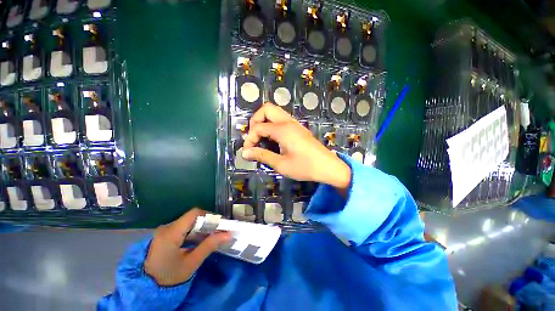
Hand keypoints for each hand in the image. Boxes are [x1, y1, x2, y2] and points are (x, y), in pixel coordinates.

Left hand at [144, 208, 230, 285]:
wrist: (144, 288)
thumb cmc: (168, 277)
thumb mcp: (191, 263)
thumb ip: (209, 246)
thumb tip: (228, 234)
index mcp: (171, 232)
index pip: (194, 213)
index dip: (209, 216)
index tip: (219, 224)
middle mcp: (166, 227)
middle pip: (192, 217)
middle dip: (207, 223)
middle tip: (218, 232)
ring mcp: (163, 231)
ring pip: (188, 222)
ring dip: (200, 228)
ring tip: (210, 237)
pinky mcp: (163, 235)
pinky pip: (182, 228)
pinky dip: (193, 232)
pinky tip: (198, 241)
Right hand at [242, 102, 350, 191]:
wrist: (328, 167)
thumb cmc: (305, 167)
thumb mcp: (281, 164)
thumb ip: (262, 156)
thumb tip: (245, 153)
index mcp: (283, 130)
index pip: (258, 127)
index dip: (249, 139)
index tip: (248, 152)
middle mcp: (288, 122)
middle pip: (266, 109)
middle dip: (255, 121)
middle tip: (254, 137)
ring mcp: (294, 124)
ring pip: (274, 112)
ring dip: (264, 122)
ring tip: (261, 138)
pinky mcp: (298, 128)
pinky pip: (281, 119)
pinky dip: (272, 125)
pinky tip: (273, 139)